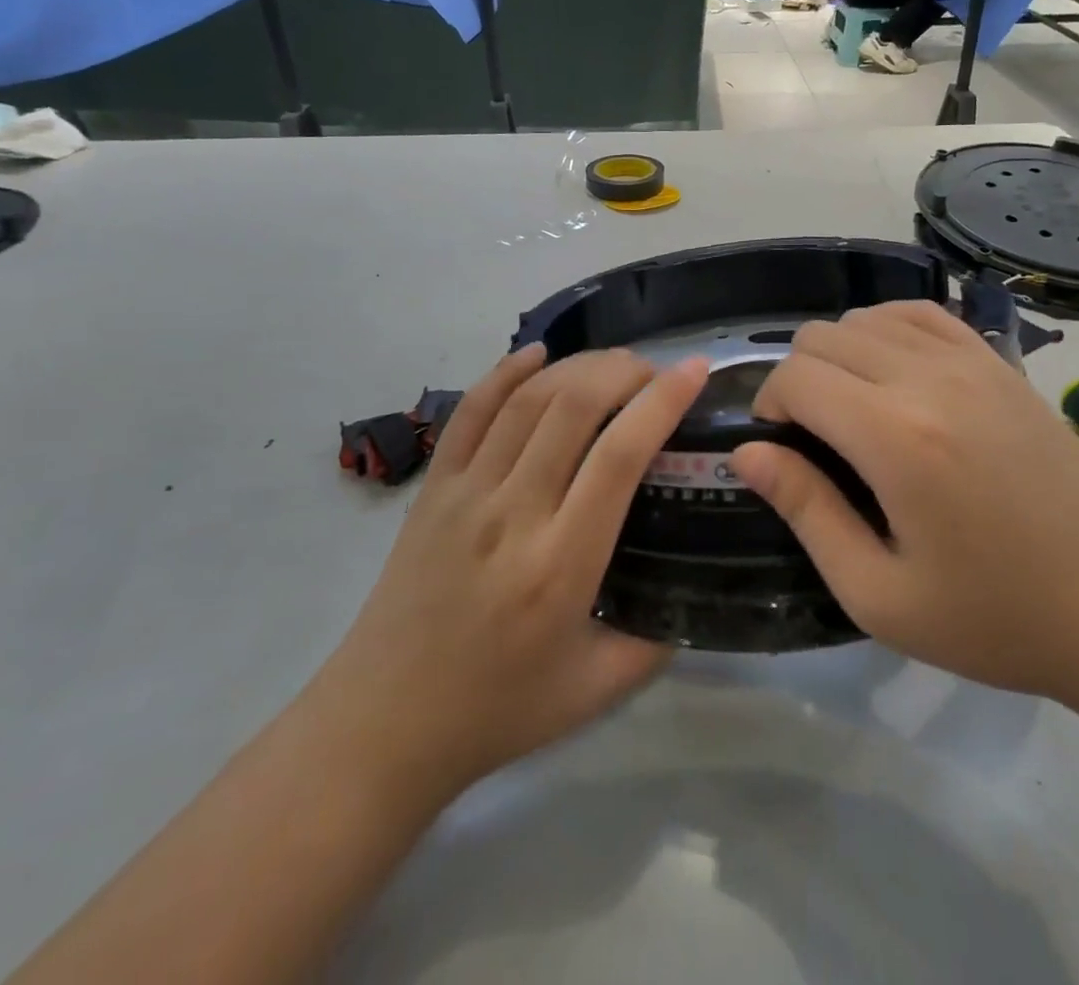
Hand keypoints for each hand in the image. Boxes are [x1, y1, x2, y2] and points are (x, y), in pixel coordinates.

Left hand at [318, 345, 708, 802]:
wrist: (383, 725)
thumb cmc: (497, 710)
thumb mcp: (596, 689)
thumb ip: (657, 639)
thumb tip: (695, 590)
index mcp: (562, 564)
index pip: (620, 455)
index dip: (662, 402)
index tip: (694, 371)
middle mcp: (513, 513)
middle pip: (573, 406)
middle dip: (623, 371)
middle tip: (654, 372)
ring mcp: (465, 493)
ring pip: (526, 399)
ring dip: (576, 365)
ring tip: (612, 364)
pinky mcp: (432, 488)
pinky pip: (470, 411)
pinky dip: (506, 372)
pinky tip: (537, 354)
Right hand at [730, 301, 1078, 698]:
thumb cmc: (996, 617)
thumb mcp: (879, 593)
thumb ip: (806, 512)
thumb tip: (748, 452)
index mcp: (895, 437)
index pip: (795, 377)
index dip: (768, 405)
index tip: (781, 448)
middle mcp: (928, 378)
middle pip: (823, 336)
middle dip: (798, 379)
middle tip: (814, 437)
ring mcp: (971, 361)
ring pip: (866, 317)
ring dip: (839, 354)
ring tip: (854, 409)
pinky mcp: (1001, 362)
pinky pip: (922, 313)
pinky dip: (888, 330)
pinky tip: (894, 374)